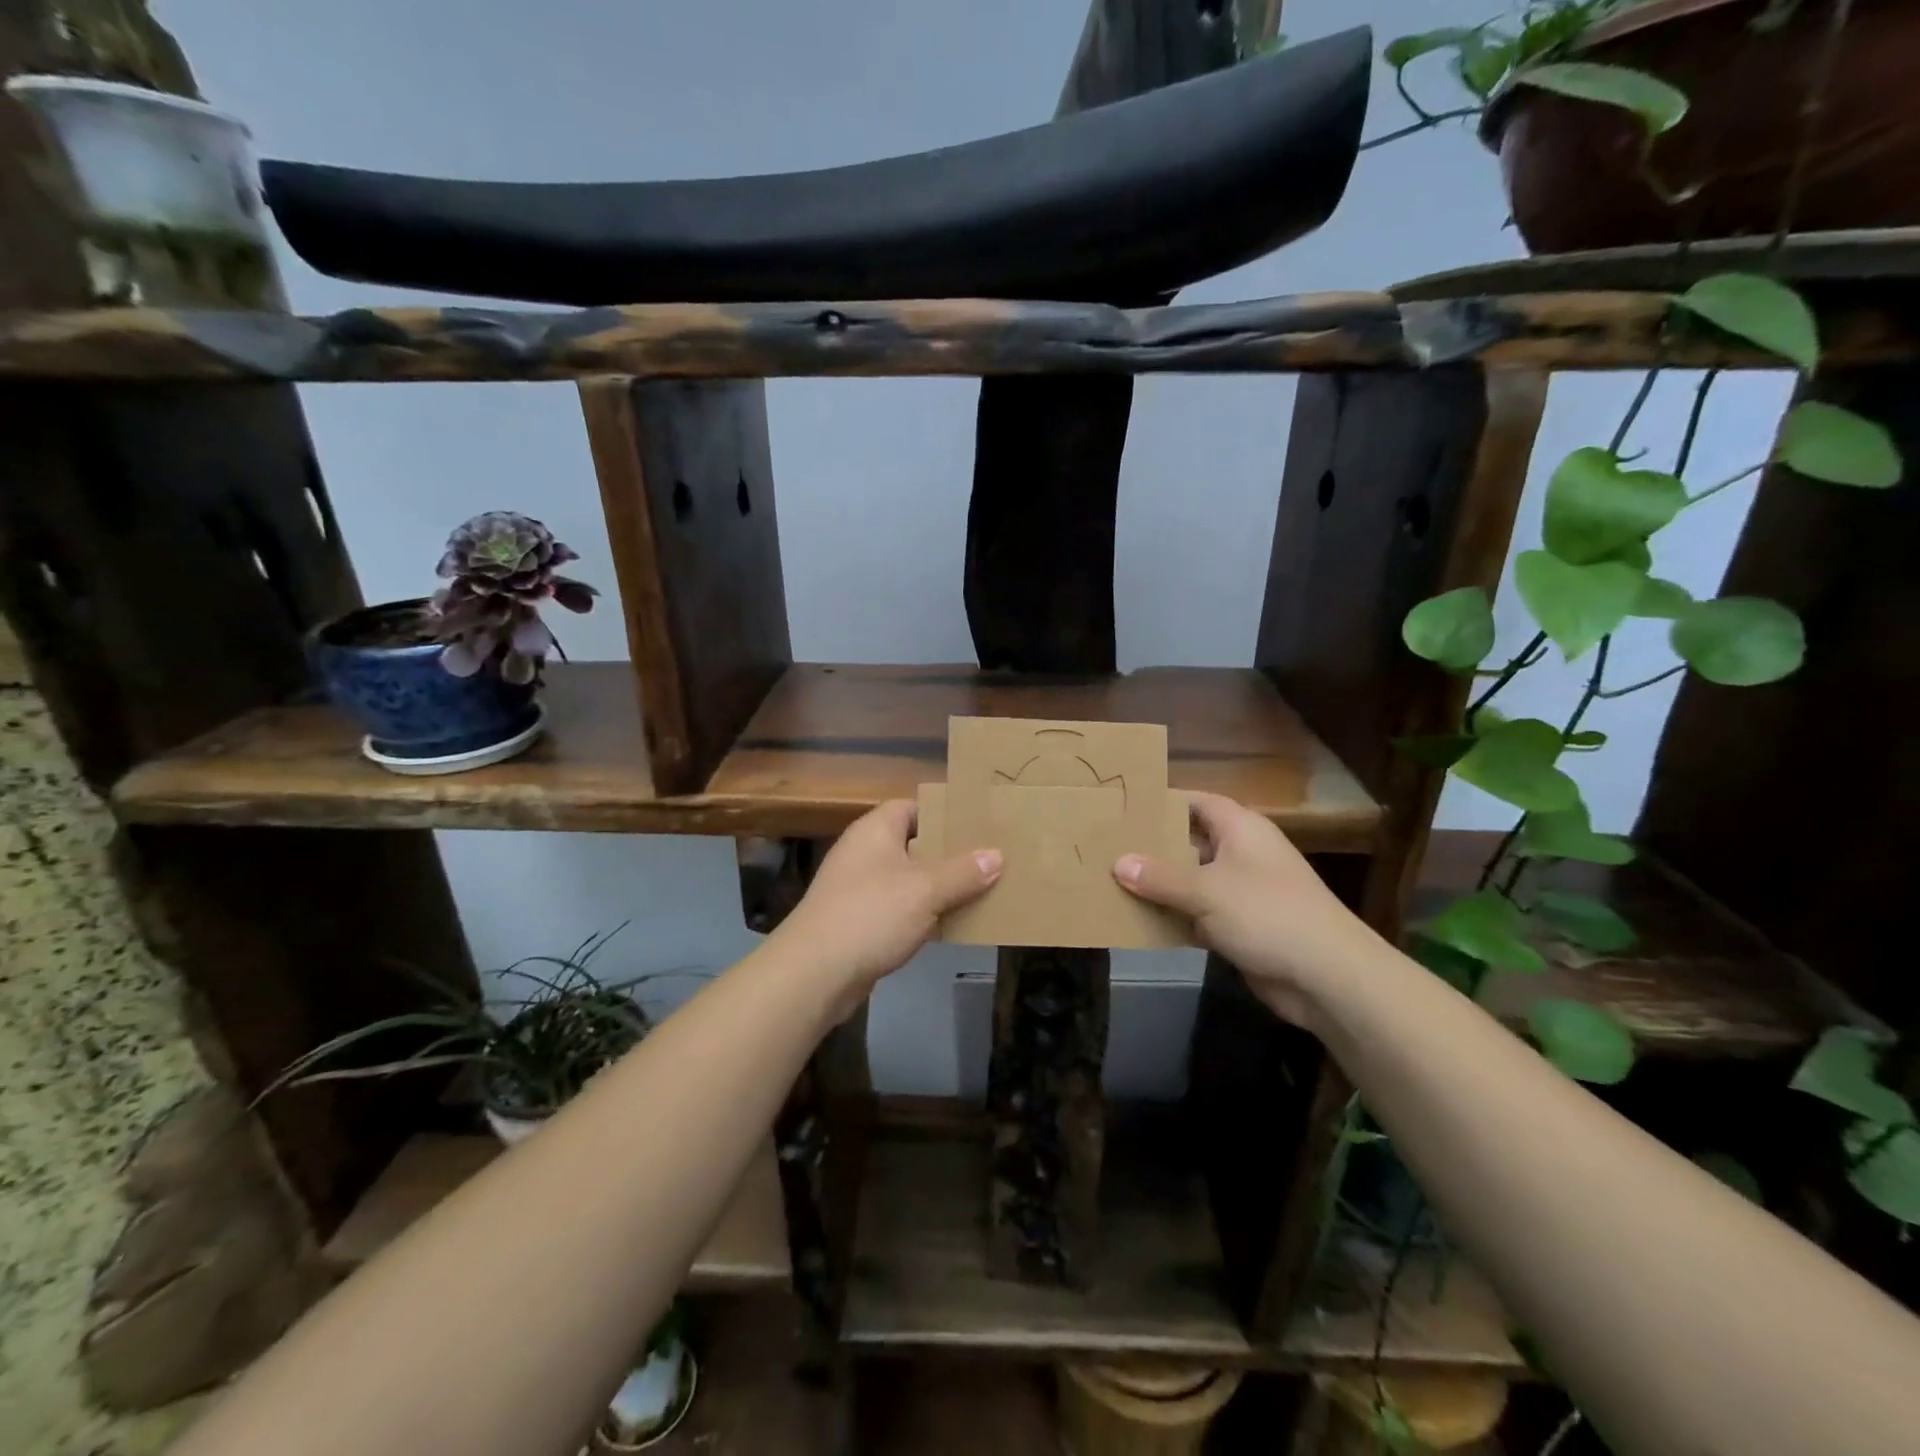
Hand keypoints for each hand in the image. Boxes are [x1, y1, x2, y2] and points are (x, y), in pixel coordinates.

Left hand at [773, 799, 1001, 1008]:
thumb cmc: (871, 915)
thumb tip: (996, 855)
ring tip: (981, 888)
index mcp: (875, 830)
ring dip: (939, 886)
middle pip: (913, 843)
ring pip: (908, 878)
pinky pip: (899, 907)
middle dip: (948, 852)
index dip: (943, 812)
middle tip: (989, 856)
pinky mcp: (859, 921)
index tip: (977, 822)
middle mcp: (864, 852)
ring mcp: (859, 888)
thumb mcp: (925, 890)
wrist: (815, 973)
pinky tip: (952, 923)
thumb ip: (963, 872)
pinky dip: (923, 913)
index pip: (912, 806)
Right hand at [1113, 791, 1379, 1023]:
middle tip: (1107, 846)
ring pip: (1192, 880)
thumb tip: (1118, 862)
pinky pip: (1199, 913)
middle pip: (1190, 841)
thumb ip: (1159, 877)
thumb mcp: (1206, 891)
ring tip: (1112, 882)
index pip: (1197, 802)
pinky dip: (1175, 917)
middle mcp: (1242, 853)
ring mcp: (1243, 891)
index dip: (1164, 801)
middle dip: (1153, 846)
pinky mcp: (1242, 926)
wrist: (1326, 976)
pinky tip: (1140, 922)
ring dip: (1161, 886)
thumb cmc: (1267, 914)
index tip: (1124, 806)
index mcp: (1241, 829)